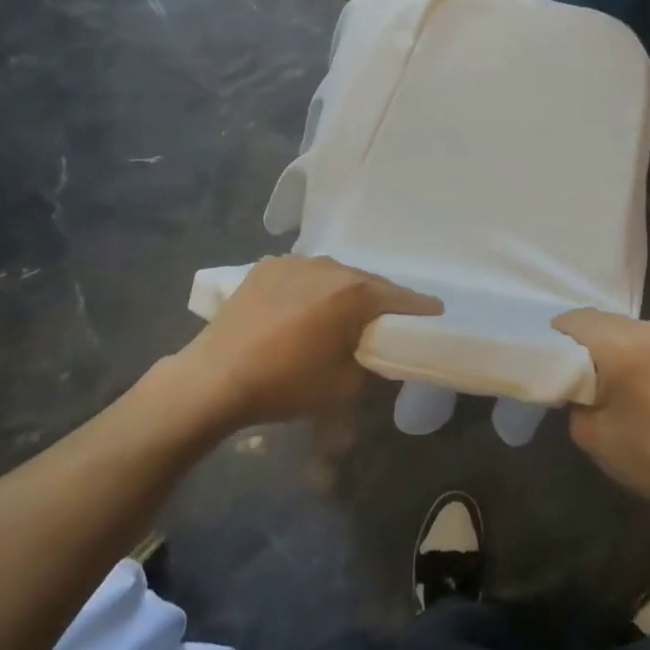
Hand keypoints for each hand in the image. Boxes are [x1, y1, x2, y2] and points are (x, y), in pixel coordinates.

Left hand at [169, 256, 440, 436]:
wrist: (215, 378)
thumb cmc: (286, 384)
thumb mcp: (343, 387)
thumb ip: (372, 366)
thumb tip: (379, 355)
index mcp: (353, 292)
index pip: (400, 297)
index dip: (420, 308)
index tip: (435, 313)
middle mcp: (328, 266)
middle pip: (366, 282)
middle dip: (379, 301)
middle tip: (385, 321)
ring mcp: (294, 262)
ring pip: (334, 274)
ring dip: (343, 292)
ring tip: (341, 314)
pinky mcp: (266, 267)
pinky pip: (303, 274)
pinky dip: (311, 288)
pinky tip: (303, 307)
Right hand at [555, 309, 649, 522]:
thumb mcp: (590, 433)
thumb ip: (575, 394)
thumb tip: (577, 378)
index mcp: (623, 349)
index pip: (578, 321)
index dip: (562, 335)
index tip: (559, 357)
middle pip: (609, 321)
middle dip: (595, 341)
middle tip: (591, 371)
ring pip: (638, 328)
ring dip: (627, 345)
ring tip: (631, 378)